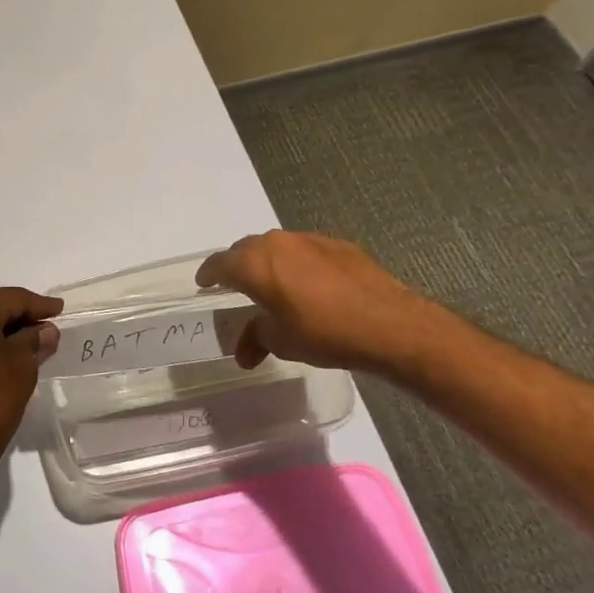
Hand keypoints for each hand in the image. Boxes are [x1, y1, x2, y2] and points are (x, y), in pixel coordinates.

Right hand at [195, 230, 444, 377]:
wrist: (388, 324)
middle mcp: (277, 243)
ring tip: (272, 284)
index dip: (209, 274)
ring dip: (268, 262)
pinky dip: (297, 263)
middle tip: (236, 285)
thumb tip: (243, 352)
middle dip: (237, 266)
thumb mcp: (282, 341)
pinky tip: (309, 284)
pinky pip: (304, 250)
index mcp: (255, 264)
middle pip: (246, 250)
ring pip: (276, 246)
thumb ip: (256, 337)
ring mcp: (309, 240)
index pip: (220, 263)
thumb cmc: (324, 333)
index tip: (204, 283)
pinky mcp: (337, 245)